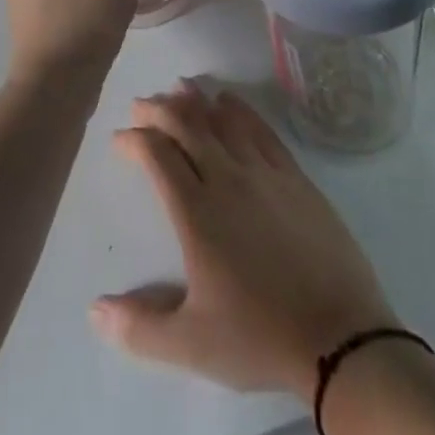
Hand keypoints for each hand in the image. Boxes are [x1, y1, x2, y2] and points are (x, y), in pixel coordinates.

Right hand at [91, 85, 397, 400]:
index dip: (135, 140)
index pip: (158, 156)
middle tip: (141, 104)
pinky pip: (260, 128)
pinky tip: (229, 101)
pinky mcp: (294, 174)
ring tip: (178, 88)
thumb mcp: (192, 346)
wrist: (339, 334)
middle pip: (187, 126)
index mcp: (197, 213)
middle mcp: (227, 178)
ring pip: (223, 119)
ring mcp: (264, 171)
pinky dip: (238, 109)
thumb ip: (139, 327)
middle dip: (159, 109)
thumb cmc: (260, 337)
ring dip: (196, 101)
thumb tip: (95, 310)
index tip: (120, 139)